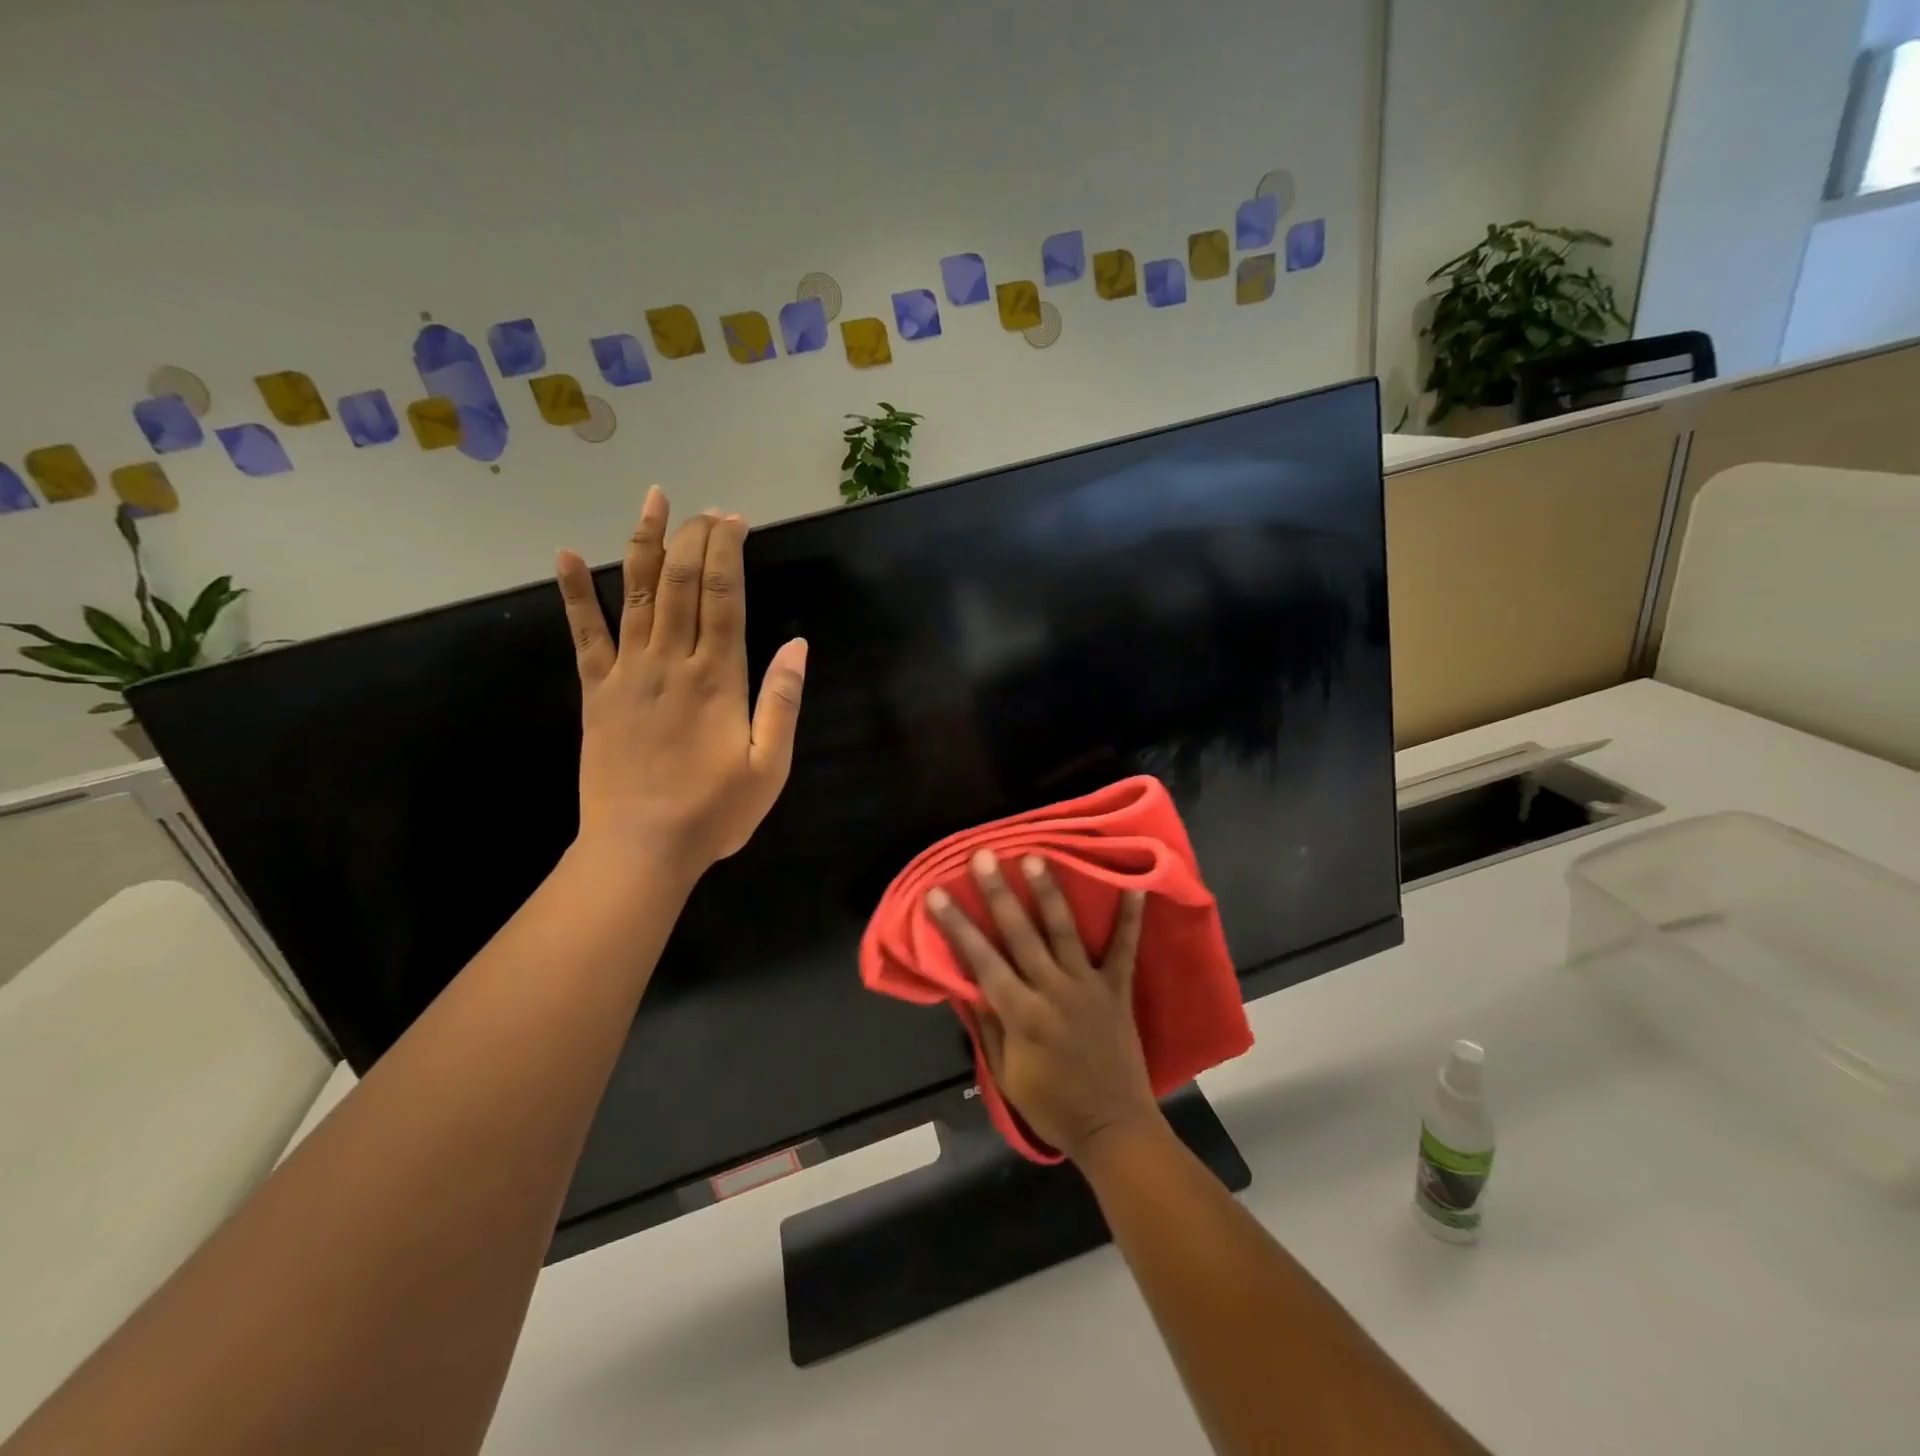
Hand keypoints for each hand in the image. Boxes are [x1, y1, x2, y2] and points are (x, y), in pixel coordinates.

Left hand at [555, 487, 806, 875]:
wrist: (640, 848)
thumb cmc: (714, 812)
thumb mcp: (770, 766)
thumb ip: (783, 702)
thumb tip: (798, 645)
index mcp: (717, 677)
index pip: (723, 595)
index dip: (729, 551)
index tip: (735, 520)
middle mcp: (670, 661)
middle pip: (680, 581)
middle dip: (695, 537)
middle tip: (707, 510)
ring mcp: (627, 672)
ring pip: (634, 592)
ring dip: (644, 542)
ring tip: (653, 501)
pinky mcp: (596, 691)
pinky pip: (583, 633)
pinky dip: (573, 592)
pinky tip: (564, 555)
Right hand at [926, 850, 1158, 1159]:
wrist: (1113, 1128)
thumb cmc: (1052, 1106)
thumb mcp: (1007, 1075)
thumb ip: (990, 1025)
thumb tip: (969, 984)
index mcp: (1021, 1014)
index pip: (981, 961)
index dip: (957, 926)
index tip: (936, 893)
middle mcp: (1052, 990)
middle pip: (1020, 934)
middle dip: (998, 893)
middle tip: (983, 856)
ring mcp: (1088, 986)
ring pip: (1064, 930)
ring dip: (1048, 892)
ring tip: (1036, 857)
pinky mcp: (1117, 989)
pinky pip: (1124, 948)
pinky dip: (1130, 917)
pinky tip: (1136, 886)